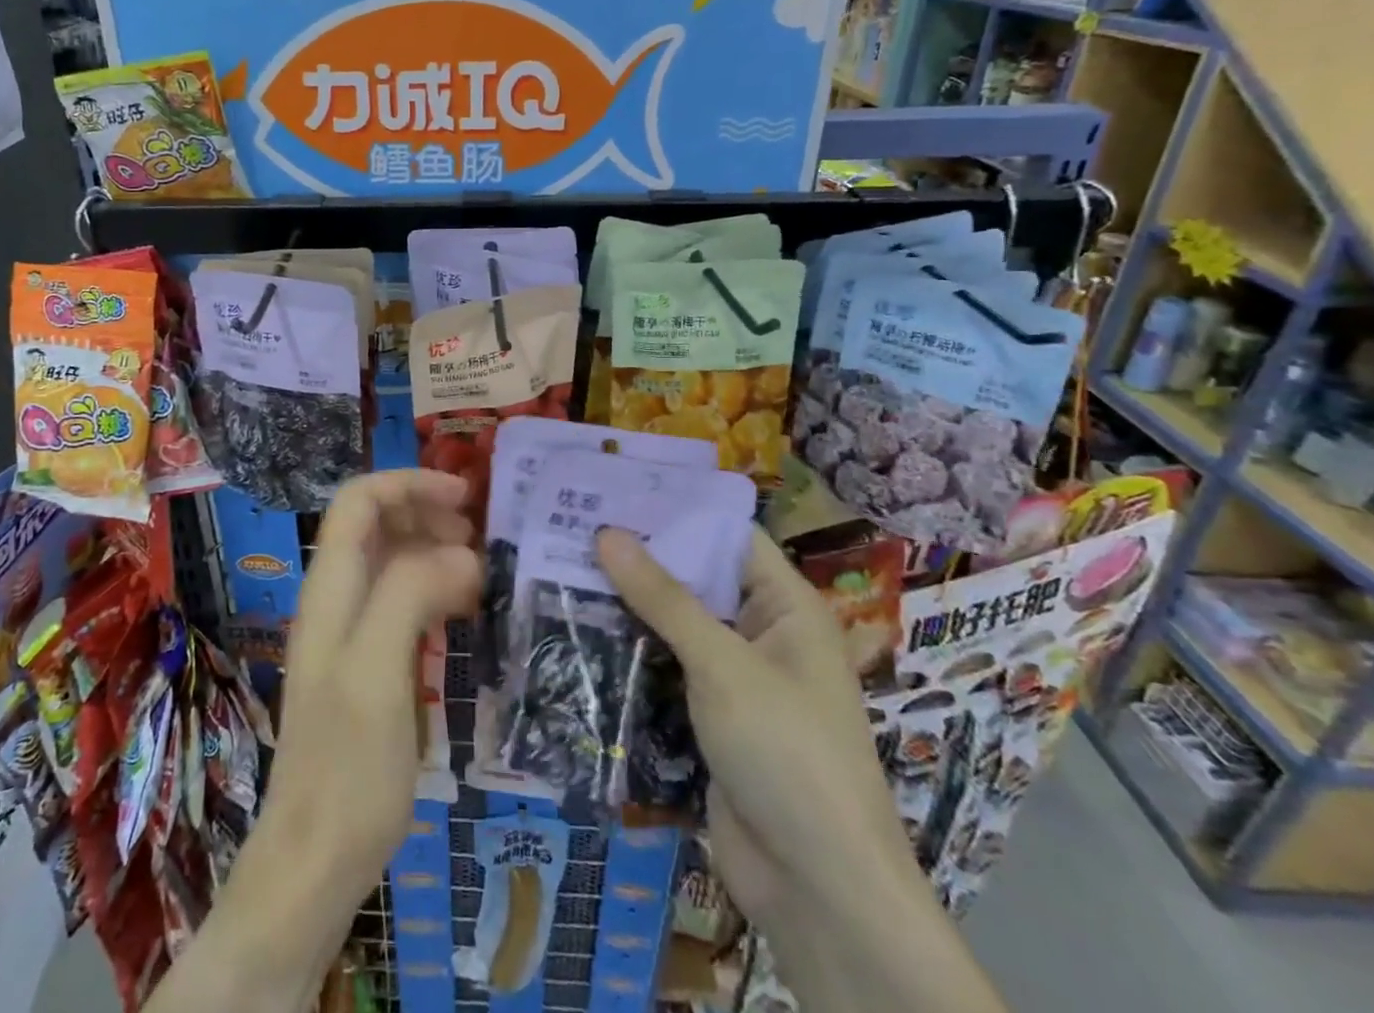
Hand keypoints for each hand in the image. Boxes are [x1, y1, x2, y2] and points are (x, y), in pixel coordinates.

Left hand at [262, 470, 482, 902]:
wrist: (316, 862)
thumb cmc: (347, 767)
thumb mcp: (377, 672)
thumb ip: (410, 595)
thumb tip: (463, 553)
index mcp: (330, 589)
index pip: (359, 500)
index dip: (408, 483)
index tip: (465, 496)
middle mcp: (336, 599)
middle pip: (376, 523)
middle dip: (427, 512)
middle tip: (481, 536)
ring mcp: (351, 633)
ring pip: (392, 561)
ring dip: (434, 550)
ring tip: (483, 570)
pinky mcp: (369, 665)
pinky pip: (403, 603)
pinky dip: (435, 590)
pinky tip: (466, 610)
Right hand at [595, 529, 909, 923]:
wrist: (819, 892)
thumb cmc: (787, 754)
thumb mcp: (722, 665)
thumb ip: (663, 598)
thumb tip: (606, 532)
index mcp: (787, 607)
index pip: (727, 536)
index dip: (675, 510)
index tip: (614, 488)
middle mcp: (763, 633)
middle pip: (696, 578)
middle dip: (640, 556)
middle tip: (573, 523)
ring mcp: (735, 678)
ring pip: (676, 624)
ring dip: (628, 603)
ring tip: (562, 565)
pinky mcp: (709, 717)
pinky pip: (666, 667)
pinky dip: (630, 649)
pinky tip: (578, 627)